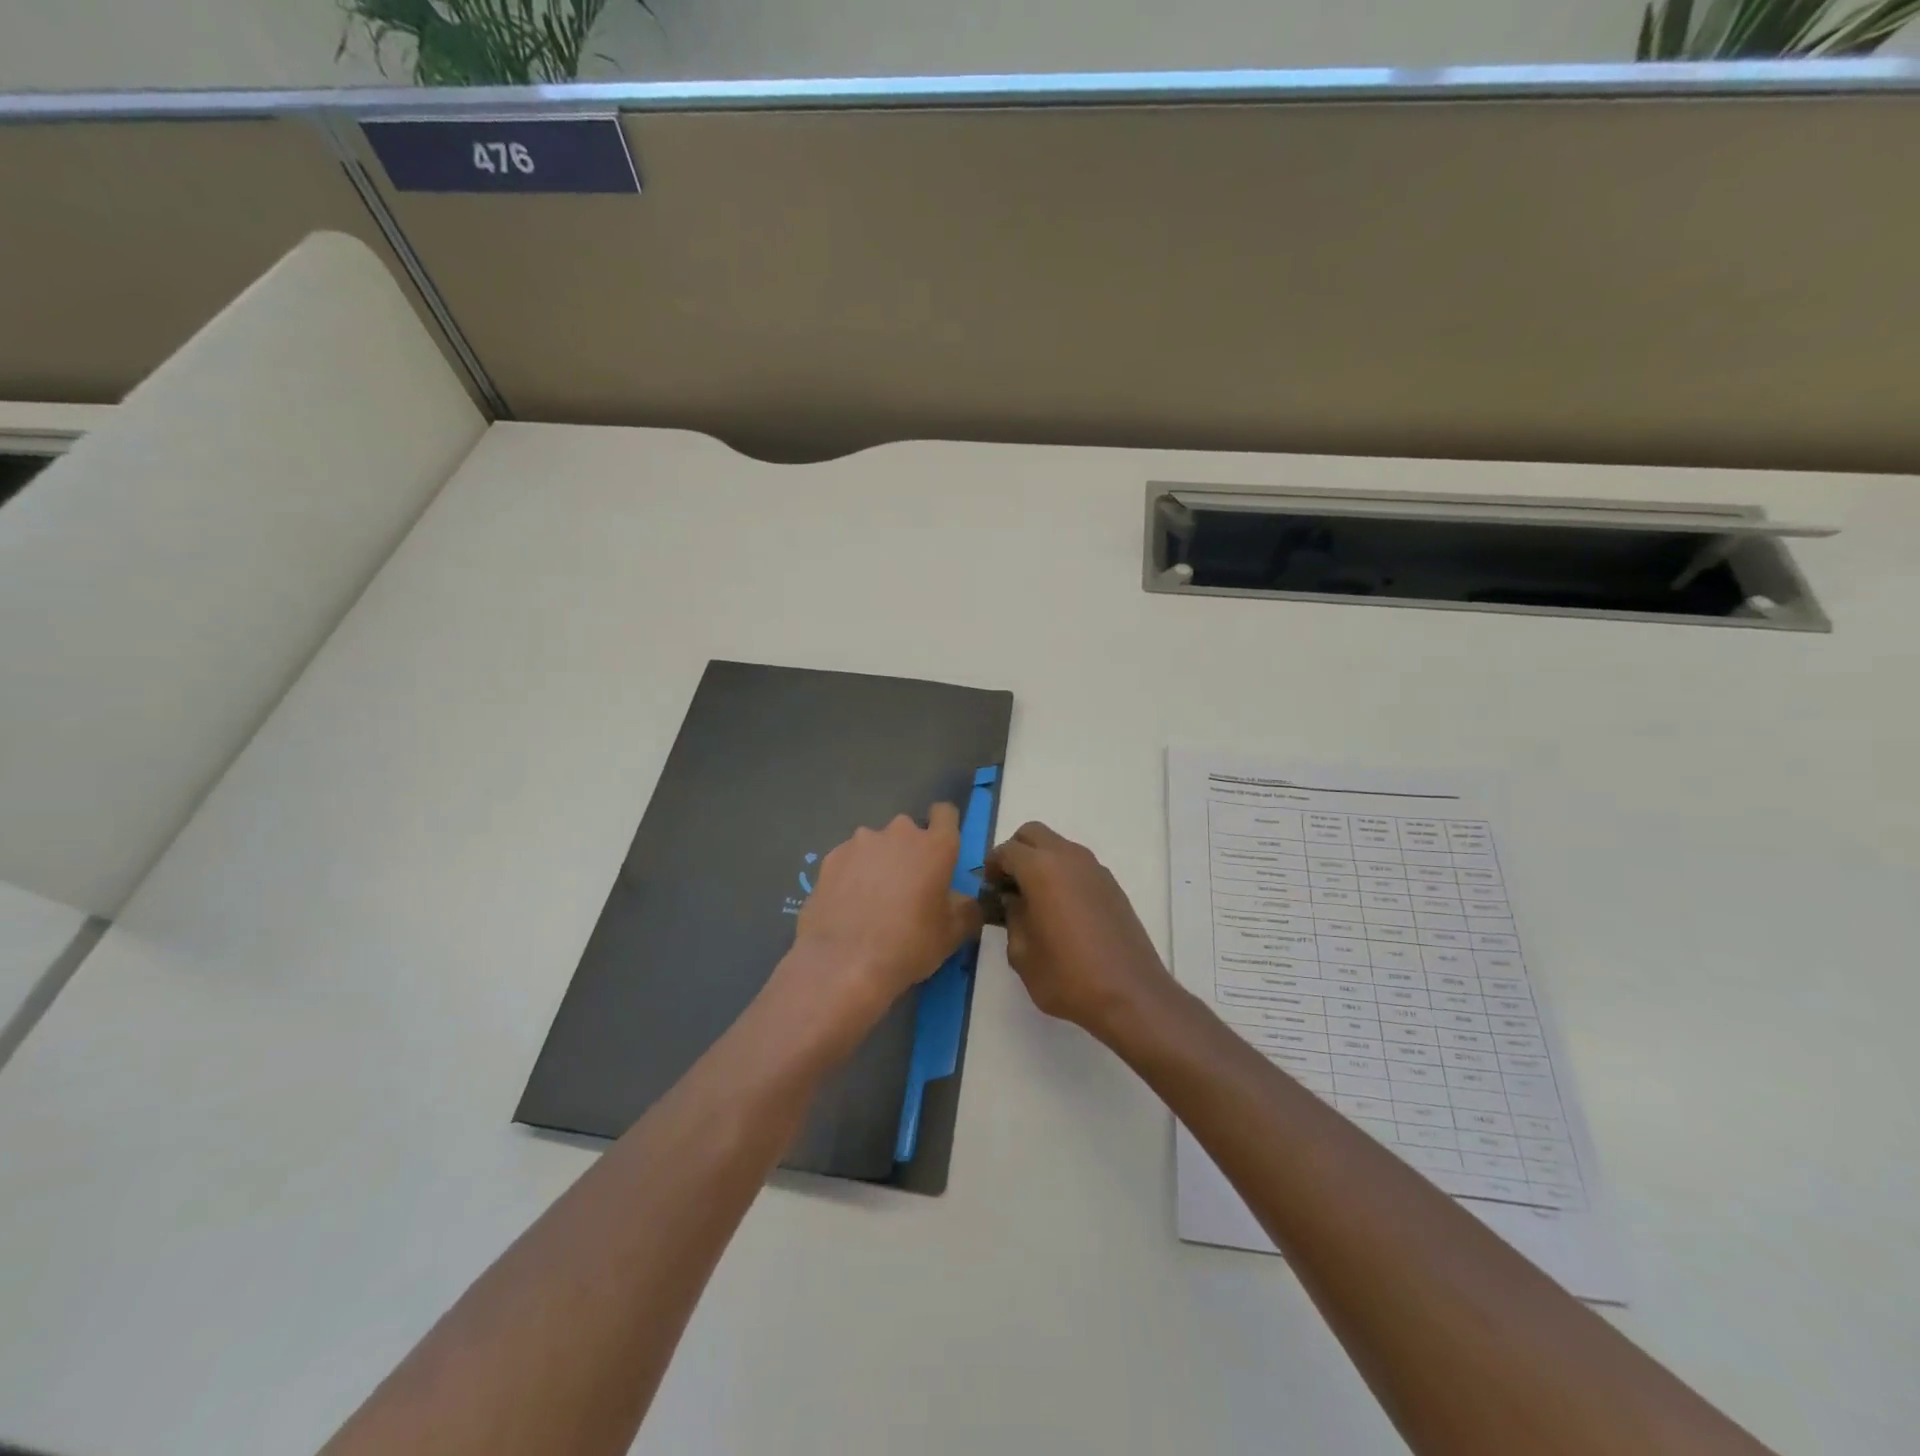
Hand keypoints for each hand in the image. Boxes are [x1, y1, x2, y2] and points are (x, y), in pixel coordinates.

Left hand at [784, 804, 983, 1033]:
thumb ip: (966, 909)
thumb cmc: (909, 945)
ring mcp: (860, 842)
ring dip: (879, 862)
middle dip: (909, 852)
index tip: (939, 851)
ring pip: (876, 845)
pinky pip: (849, 859)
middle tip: (907, 889)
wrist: (844, 964)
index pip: (945, 813)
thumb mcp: (953, 934)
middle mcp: (898, 833)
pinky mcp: (830, 858)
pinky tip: (847, 905)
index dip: (944, 827)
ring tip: (872, 900)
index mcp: (935, 846)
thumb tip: (964, 902)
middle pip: (908, 832)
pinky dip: (852, 874)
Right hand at [984, 822, 1177, 1038]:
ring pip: (1058, 846)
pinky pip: (1078, 865)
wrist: (1130, 994)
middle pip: (1033, 834)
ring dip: (1041, 861)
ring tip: (1034, 899)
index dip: (992, 866)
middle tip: (1008, 885)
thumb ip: (1011, 918)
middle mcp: (1069, 858)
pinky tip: (1061, 910)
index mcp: (1041, 869)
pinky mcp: (1112, 885)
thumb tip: (1013, 901)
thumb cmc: (1067, 976)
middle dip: (1016, 852)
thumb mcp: (1022, 953)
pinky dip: (1063, 874)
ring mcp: (1095, 869)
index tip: (988, 888)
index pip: (1007, 850)